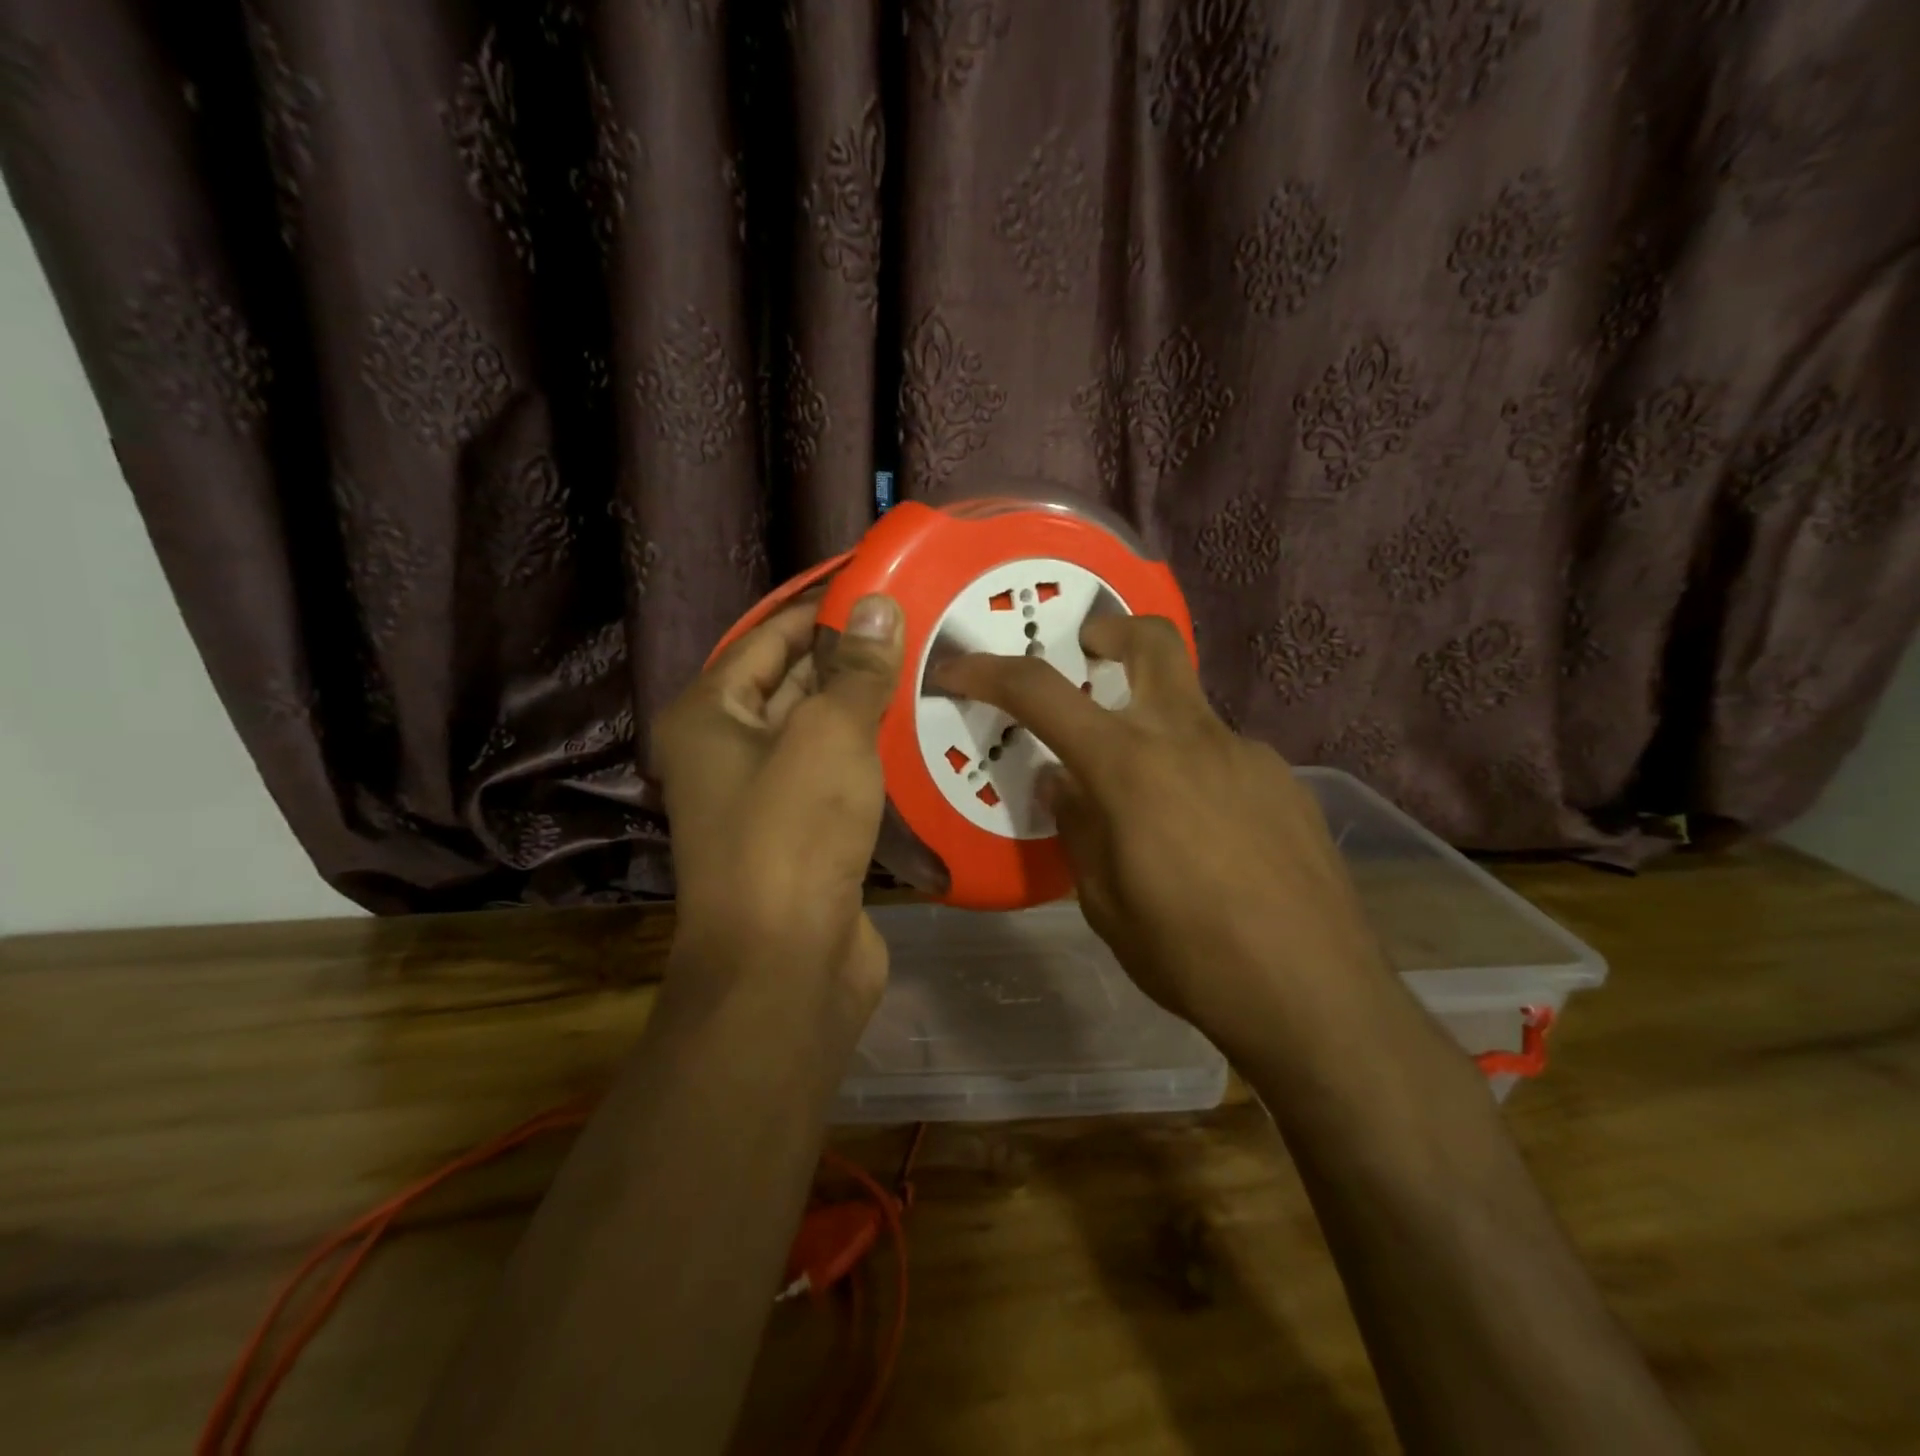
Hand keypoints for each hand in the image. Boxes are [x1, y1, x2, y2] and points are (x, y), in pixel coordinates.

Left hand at [652, 594, 903, 1001]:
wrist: (786, 965)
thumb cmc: (793, 832)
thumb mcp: (829, 735)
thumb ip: (857, 669)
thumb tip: (882, 605)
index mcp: (710, 715)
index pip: (769, 636)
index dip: (822, 607)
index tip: (879, 582)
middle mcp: (727, 751)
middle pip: (792, 682)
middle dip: (850, 654)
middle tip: (917, 621)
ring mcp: (765, 797)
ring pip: (820, 732)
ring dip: (866, 705)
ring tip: (929, 664)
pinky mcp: (803, 834)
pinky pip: (839, 775)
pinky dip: (872, 754)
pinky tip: (921, 731)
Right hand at [934, 615, 1385, 1040]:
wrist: (1317, 996)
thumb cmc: (1190, 955)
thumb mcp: (1104, 902)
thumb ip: (1078, 827)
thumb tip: (1063, 781)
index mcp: (1130, 767)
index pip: (1042, 693)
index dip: (990, 672)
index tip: (958, 667)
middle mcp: (1191, 739)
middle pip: (1153, 643)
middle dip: (1112, 630)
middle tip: (1090, 651)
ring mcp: (1248, 756)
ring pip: (1189, 712)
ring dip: (1156, 731)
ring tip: (1153, 807)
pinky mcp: (1286, 784)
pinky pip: (1225, 759)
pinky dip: (1197, 775)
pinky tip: (1210, 839)